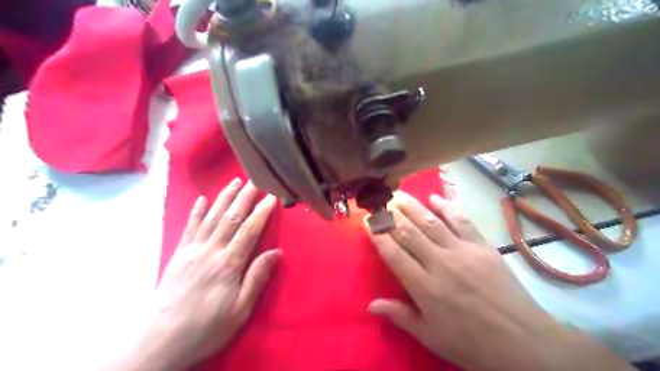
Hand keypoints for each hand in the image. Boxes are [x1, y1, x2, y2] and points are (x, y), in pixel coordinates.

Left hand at [112, 179, 277, 370]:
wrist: (160, 340)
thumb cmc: (207, 327)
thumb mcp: (240, 309)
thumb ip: (257, 278)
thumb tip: (276, 252)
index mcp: (229, 264)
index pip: (249, 230)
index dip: (261, 211)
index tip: (271, 196)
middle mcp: (211, 251)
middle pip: (230, 217)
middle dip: (245, 197)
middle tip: (256, 180)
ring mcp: (192, 250)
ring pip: (211, 217)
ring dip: (224, 197)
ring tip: (235, 181)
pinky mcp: (179, 254)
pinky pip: (189, 228)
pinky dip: (196, 212)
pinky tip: (202, 199)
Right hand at [369, 191, 631, 369]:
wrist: (523, 342)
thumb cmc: (471, 343)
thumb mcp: (431, 336)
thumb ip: (400, 315)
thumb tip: (370, 305)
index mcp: (425, 288)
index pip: (394, 254)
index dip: (379, 236)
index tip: (368, 222)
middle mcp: (440, 264)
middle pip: (410, 233)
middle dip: (392, 216)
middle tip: (380, 202)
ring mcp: (463, 252)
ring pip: (431, 223)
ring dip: (413, 207)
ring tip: (398, 195)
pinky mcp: (482, 246)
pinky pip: (462, 221)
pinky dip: (447, 207)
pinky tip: (435, 198)